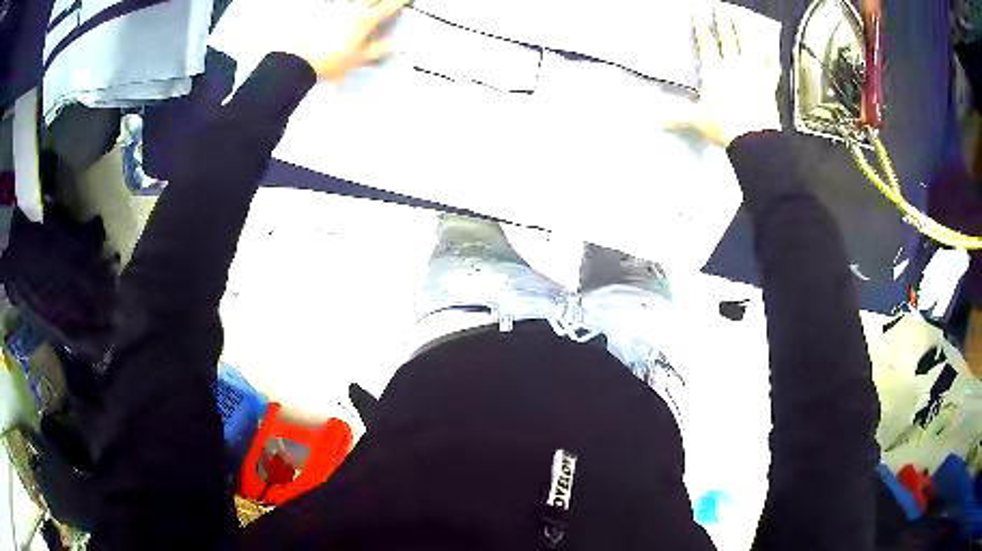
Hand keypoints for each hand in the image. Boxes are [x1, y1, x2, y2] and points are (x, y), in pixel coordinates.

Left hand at [284, 0, 412, 81]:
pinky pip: (339, 3)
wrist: (299, 61)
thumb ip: (378, 49)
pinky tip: (349, 8)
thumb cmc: (330, 61)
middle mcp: (353, 9)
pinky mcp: (323, 11)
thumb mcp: (358, 59)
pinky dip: (349, 5)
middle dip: (383, 0)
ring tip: (369, 5)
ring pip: (357, 0)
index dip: (400, 1)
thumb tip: (394, 45)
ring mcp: (337, 8)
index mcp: (366, 20)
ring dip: (365, 2)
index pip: (389, 6)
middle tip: (388, 2)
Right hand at [666, 5, 781, 146]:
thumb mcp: (696, 120)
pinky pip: (771, 70)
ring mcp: (753, 74)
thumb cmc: (724, 126)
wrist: (753, 140)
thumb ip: (676, 116)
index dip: (702, 26)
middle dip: (723, 20)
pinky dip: (771, 61)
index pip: (706, 42)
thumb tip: (654, 120)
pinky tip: (771, 53)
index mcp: (714, 70)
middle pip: (728, 37)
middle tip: (722, 6)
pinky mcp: (768, 86)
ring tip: (742, 20)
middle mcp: (734, 66)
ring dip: (745, 32)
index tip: (700, 13)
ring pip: (749, 47)